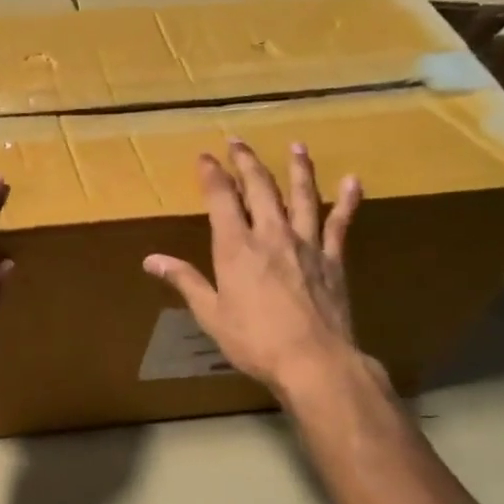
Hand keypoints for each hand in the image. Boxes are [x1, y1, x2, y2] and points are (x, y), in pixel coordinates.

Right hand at [143, 140, 375, 408]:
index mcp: (236, 247)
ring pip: (301, 195)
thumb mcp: (210, 313)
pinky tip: (352, 181)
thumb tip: (151, 260)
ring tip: (296, 145)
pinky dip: (347, 200)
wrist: (314, 361)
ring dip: (297, 168)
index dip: (212, 174)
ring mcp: (306, 244)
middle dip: (247, 162)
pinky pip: (340, 223)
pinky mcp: (333, 258)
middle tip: (238, 142)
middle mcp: (271, 234)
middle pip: (260, 187)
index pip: (221, 198)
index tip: (205, 156)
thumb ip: (185, 280)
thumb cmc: (254, 340)